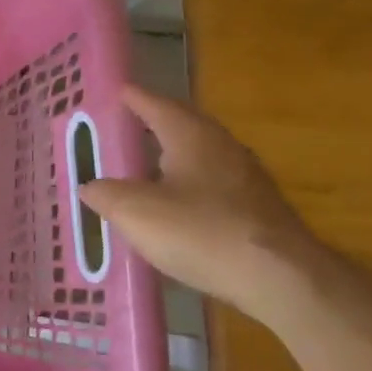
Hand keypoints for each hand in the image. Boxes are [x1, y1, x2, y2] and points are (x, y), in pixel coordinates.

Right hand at [79, 85, 331, 328]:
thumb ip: (106, 194)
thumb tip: (89, 186)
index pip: (156, 104)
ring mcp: (246, 178)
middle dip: (154, 124)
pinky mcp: (258, 210)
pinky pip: (213, 186)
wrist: (281, 279)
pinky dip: (189, 187)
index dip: (133, 98)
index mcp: (190, 136)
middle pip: (183, 126)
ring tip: (144, 166)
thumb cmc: (201, 232)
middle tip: (126, 126)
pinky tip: (176, 207)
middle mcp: (222, 147)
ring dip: (173, 157)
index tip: (116, 90)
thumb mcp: (135, 212)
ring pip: (200, 156)